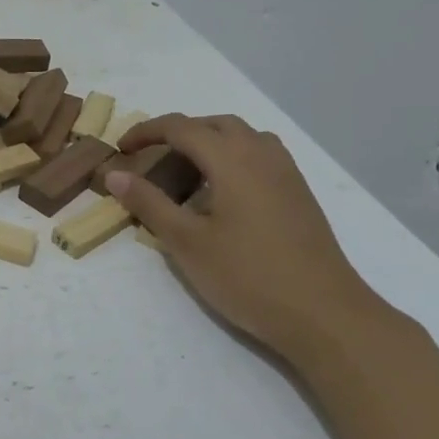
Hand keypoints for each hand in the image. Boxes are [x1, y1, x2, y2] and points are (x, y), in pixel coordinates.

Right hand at [105, 114, 383, 364]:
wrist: (323, 313)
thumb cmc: (247, 276)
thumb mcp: (186, 242)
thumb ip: (149, 203)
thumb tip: (115, 174)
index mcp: (232, 159)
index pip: (182, 127)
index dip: (147, 131)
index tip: (121, 148)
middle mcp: (262, 154)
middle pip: (215, 124)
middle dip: (179, 132)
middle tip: (151, 156)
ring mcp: (286, 173)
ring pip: (243, 137)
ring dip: (210, 141)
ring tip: (186, 170)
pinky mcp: (298, 194)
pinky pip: (260, 156)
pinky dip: (232, 158)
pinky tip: (222, 193)